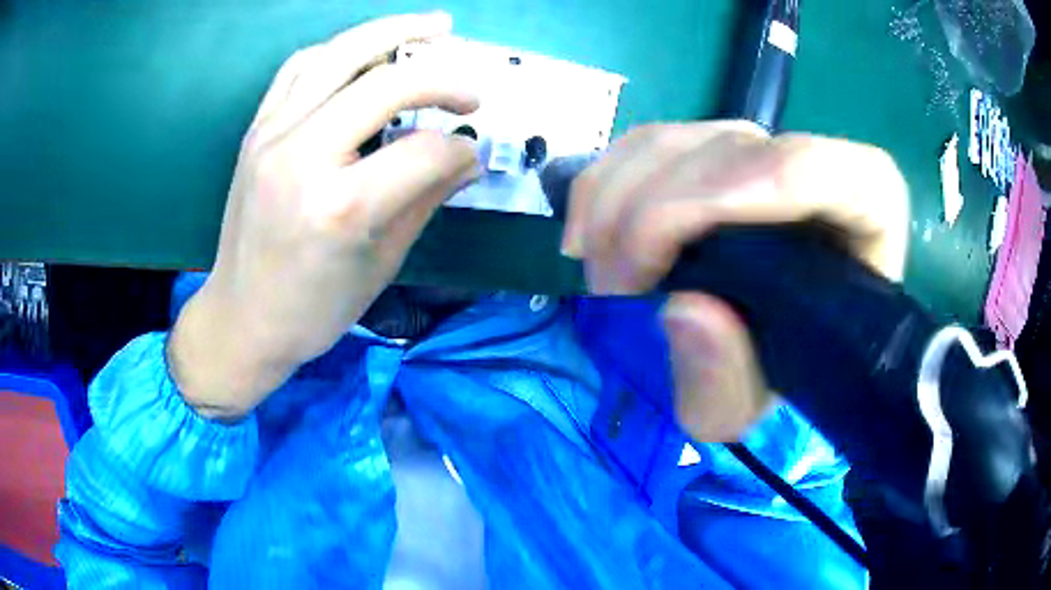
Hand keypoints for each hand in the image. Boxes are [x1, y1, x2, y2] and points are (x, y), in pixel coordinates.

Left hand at [170, 13, 480, 418]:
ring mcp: (272, 136)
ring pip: (338, 54)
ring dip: (391, 32)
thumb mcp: (382, 263)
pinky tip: (362, 54)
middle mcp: (302, 157)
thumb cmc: (313, 309)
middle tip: (471, 85)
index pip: (425, 151)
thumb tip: (465, 156)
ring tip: (431, 26)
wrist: (241, 319)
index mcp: (341, 206)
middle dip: (442, 77)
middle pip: (386, 84)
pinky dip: (338, 51)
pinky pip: (300, 68)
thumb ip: (425, 199)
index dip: (460, 150)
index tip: (469, 159)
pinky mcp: (256, 131)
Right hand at [563, 122, 908, 440]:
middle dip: (648, 216)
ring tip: (598, 271)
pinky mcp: (715, 149)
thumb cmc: (785, 374)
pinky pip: (648, 143)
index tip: (652, 276)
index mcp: (865, 206)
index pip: (805, 169)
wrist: (787, 345)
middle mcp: (817, 161)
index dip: (721, 200)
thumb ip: (727, 381)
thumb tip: (684, 311)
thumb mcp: (753, 405)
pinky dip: (604, 184)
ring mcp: (762, 148)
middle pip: (724, 151)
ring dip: (614, 202)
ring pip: (675, 140)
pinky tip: (588, 234)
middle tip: (610, 292)